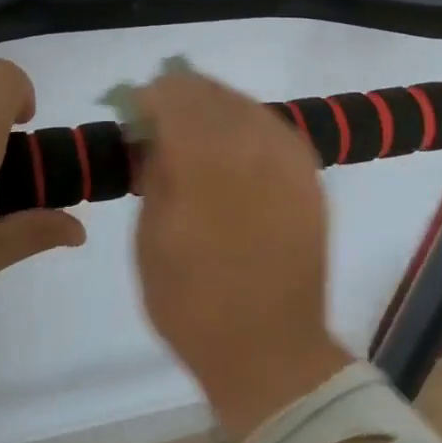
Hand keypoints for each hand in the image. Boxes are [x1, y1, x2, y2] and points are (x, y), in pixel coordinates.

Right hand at [133, 70, 352, 441]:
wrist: (271, 350)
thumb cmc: (193, 303)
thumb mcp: (149, 237)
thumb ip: (153, 172)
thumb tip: (153, 134)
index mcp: (205, 159)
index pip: (172, 96)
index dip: (147, 97)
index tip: (131, 111)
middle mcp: (252, 144)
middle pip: (210, 92)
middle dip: (178, 97)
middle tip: (157, 122)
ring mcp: (288, 158)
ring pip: (244, 104)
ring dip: (212, 108)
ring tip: (192, 134)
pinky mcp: (310, 176)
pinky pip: (272, 128)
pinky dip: (245, 126)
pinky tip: (230, 149)